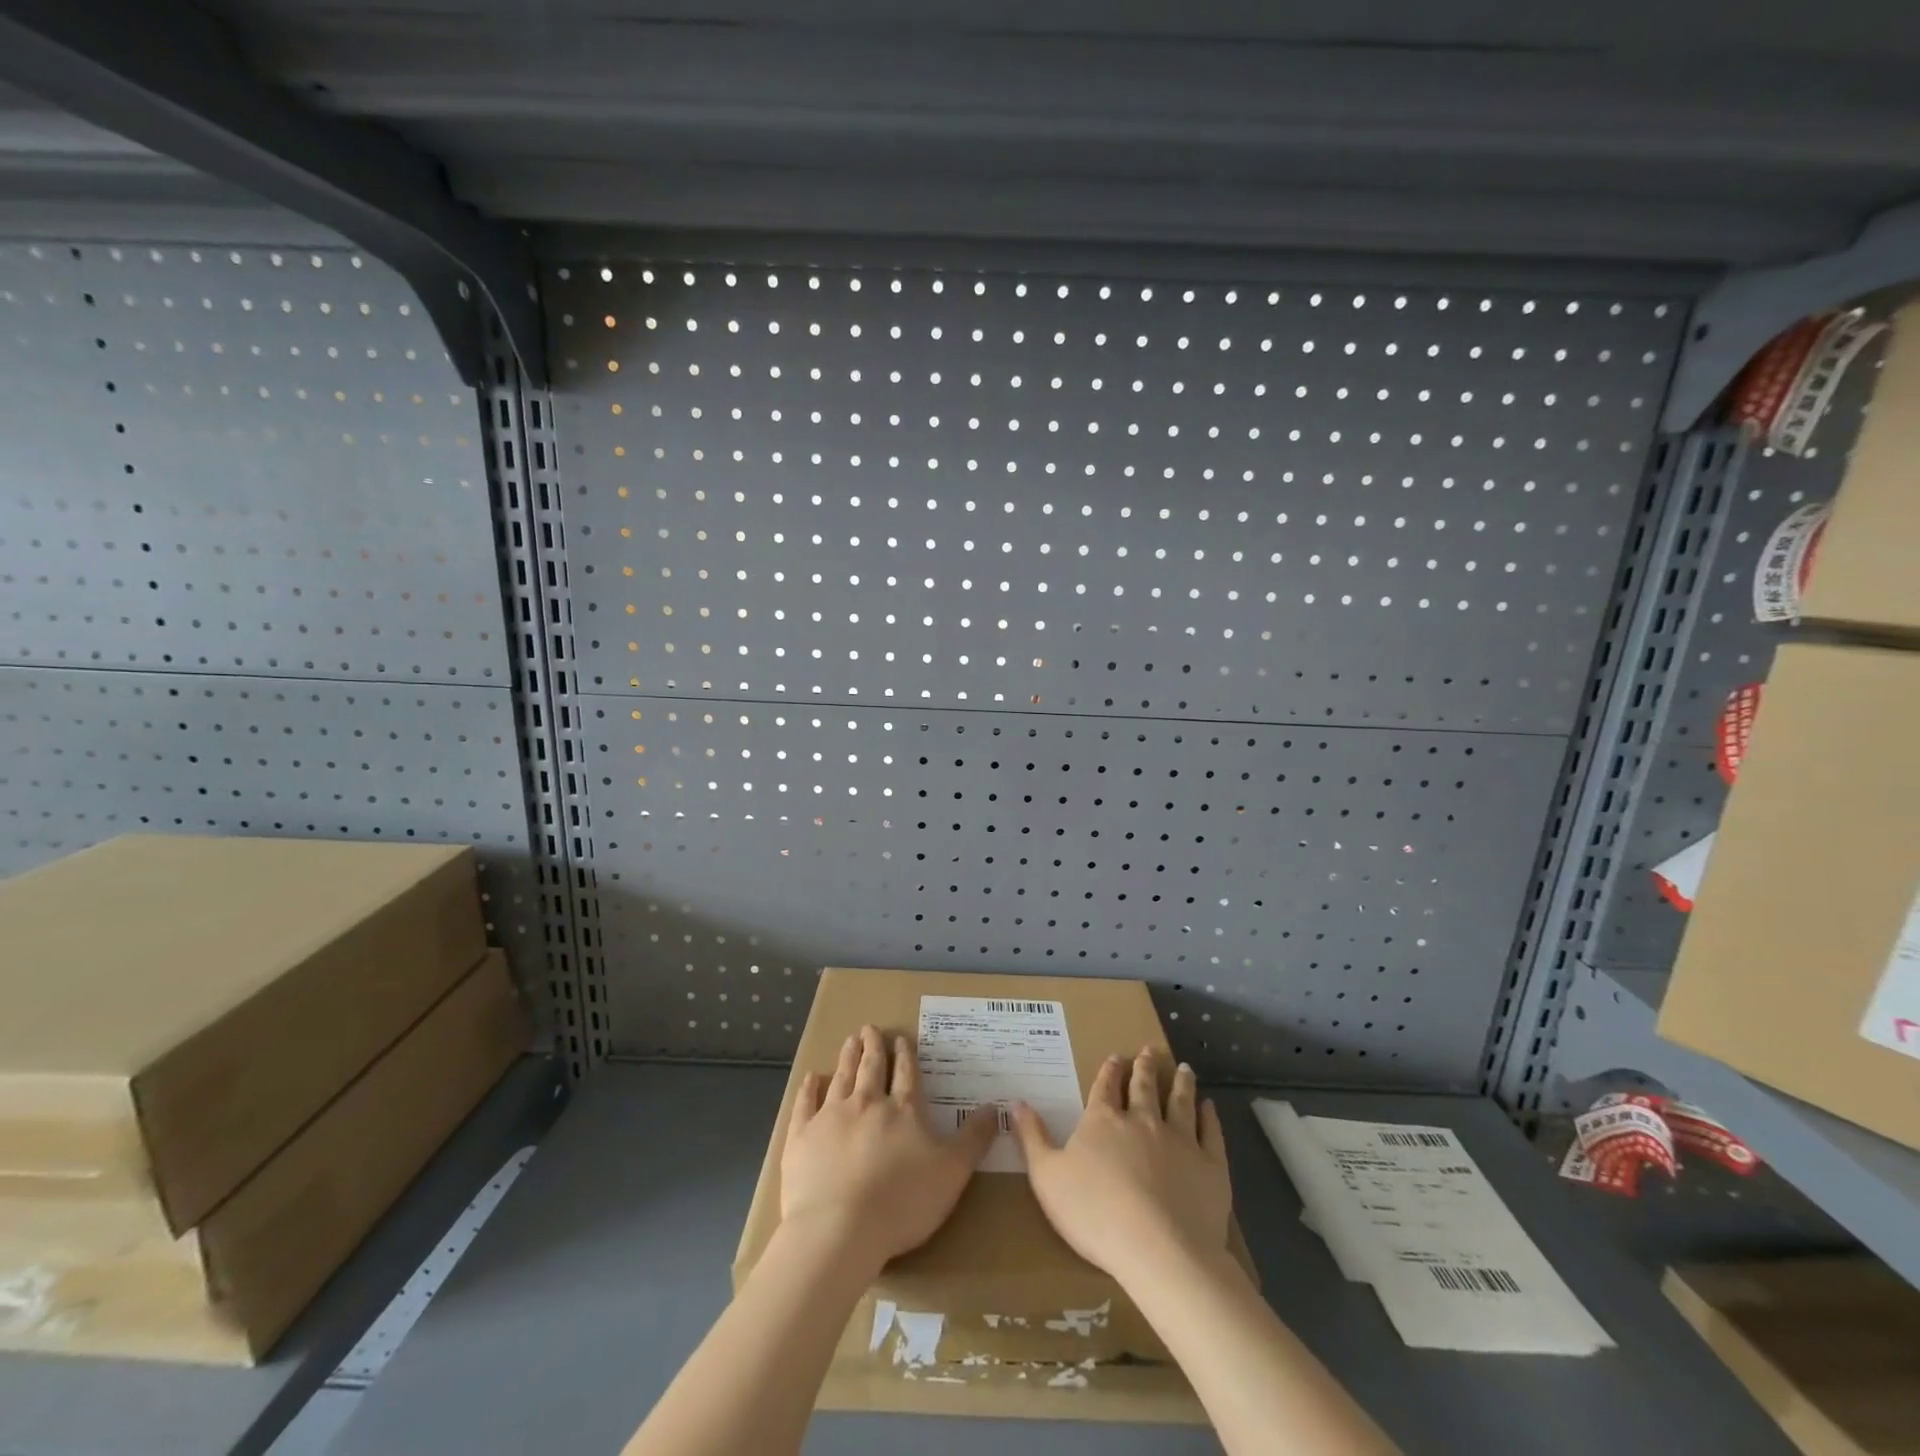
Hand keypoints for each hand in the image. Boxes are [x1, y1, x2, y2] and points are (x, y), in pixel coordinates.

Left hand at [780, 1024, 997, 1268]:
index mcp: (903, 1111)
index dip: (905, 1055)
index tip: (901, 1038)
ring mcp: (831, 1117)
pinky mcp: (802, 1137)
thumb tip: (994, 1106)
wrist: (838, 1230)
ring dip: (847, 1057)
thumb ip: (973, 1139)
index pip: (907, 1075)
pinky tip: (811, 1077)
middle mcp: (867, 1104)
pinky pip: (805, 1104)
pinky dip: (809, 1088)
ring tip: (850, 1040)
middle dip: (873, 1046)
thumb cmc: (902, 1203)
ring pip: (842, 1078)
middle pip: (871, 1068)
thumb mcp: (952, 1174)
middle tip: (870, 1028)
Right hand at [1012, 1048, 1231, 1283]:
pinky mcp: (1209, 1164)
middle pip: (1144, 1086)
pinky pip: (1211, 1132)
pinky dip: (1210, 1117)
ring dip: (1181, 1083)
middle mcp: (1142, 1120)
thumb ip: (1032, 1137)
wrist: (1159, 1250)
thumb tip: (1014, 1101)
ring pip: (1181, 1101)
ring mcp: (1180, 1139)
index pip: (1105, 1086)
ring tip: (1185, 1068)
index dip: (1110, 1070)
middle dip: (1145, 1067)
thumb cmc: (1094, 1214)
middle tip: (1149, 1050)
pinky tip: (1211, 1107)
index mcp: (1103, 1121)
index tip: (1116, 1056)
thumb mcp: (1047, 1177)